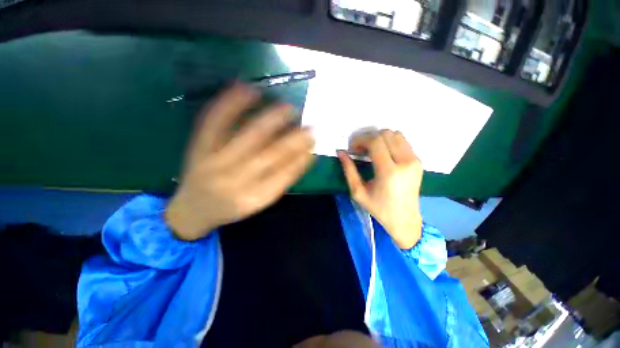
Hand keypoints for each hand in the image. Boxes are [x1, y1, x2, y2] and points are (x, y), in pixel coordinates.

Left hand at [166, 83, 315, 240]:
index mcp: (254, 198)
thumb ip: (280, 181)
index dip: (303, 158)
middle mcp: (236, 180)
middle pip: (271, 154)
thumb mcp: (259, 202)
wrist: (192, 209)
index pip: (286, 175)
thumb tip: (302, 155)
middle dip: (294, 138)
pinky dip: (231, 103)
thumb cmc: (232, 207)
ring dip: (272, 119)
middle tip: (310, 126)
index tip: (314, 143)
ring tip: (288, 108)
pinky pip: (214, 121)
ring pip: (249, 135)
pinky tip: (247, 88)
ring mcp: (215, 162)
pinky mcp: (199, 147)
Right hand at [338, 130, 422, 249]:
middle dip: (369, 138)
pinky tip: (383, 153)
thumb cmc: (378, 208)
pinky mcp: (418, 161)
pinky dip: (390, 142)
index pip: (375, 142)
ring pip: (396, 134)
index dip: (361, 140)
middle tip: (360, 150)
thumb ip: (349, 170)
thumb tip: (341, 153)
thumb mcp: (358, 192)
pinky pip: (403, 141)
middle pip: (386, 134)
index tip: (352, 148)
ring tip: (371, 151)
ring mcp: (414, 160)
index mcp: (389, 172)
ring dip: (380, 139)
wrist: (405, 219)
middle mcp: (405, 162)